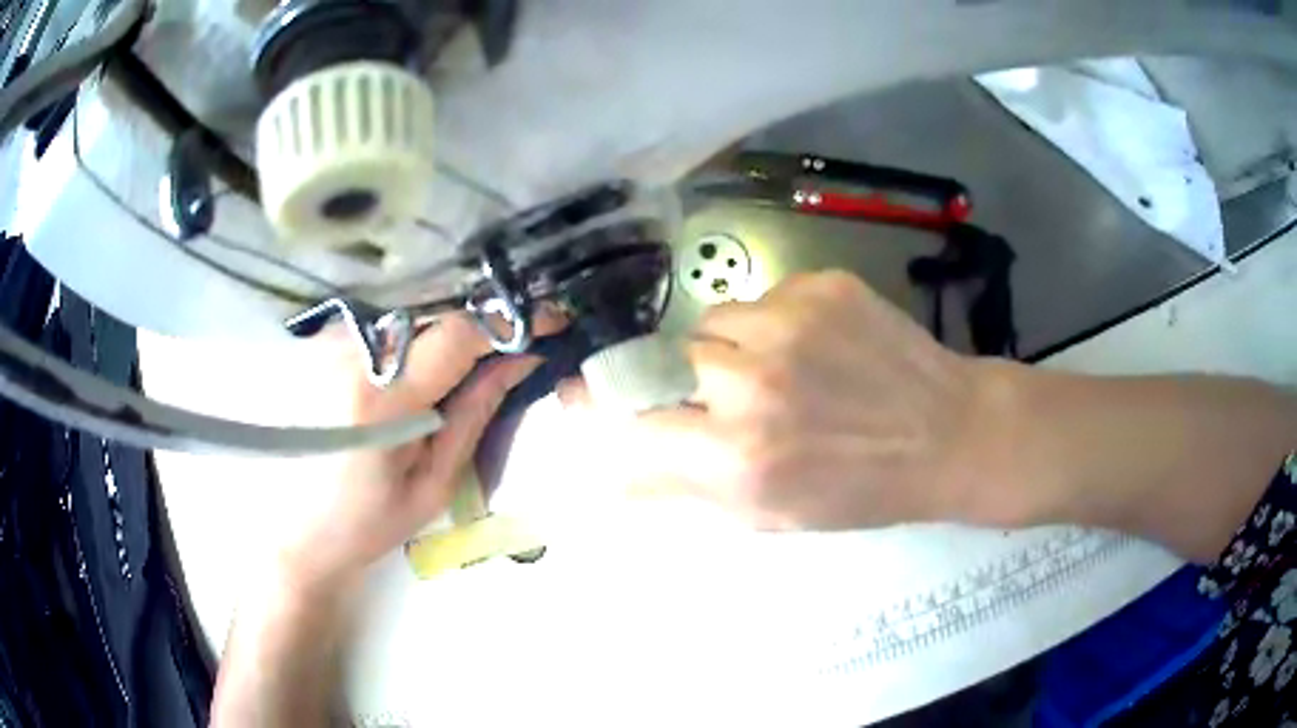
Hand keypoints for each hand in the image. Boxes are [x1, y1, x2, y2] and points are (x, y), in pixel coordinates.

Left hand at [282, 313, 549, 588]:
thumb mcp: (434, 482)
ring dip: (446, 328)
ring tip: (465, 360)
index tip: (548, 322)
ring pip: (409, 311)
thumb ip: (474, 413)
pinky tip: (420, 364)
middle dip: (480, 324)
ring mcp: (328, 342)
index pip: (457, 334)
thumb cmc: (368, 522)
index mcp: (381, 399)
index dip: (507, 322)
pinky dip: (413, 334)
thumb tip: (519, 359)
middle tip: (511, 347)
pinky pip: (382, 321)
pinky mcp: (319, 342)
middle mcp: (350, 354)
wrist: (299, 531)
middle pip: (435, 312)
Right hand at [573, 271, 1011, 530]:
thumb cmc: (859, 489)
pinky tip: (819, 345)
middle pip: (672, 359)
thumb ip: (682, 493)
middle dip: (693, 380)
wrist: (948, 434)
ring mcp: (790, 323)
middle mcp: (754, 383)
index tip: (590, 397)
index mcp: (738, 457)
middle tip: (736, 397)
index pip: (632, 422)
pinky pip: (765, 297)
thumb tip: (606, 483)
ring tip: (782, 367)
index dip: (605, 409)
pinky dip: (776, 321)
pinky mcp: (822, 285)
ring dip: (731, 345)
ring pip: (715, 321)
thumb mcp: (768, 514)